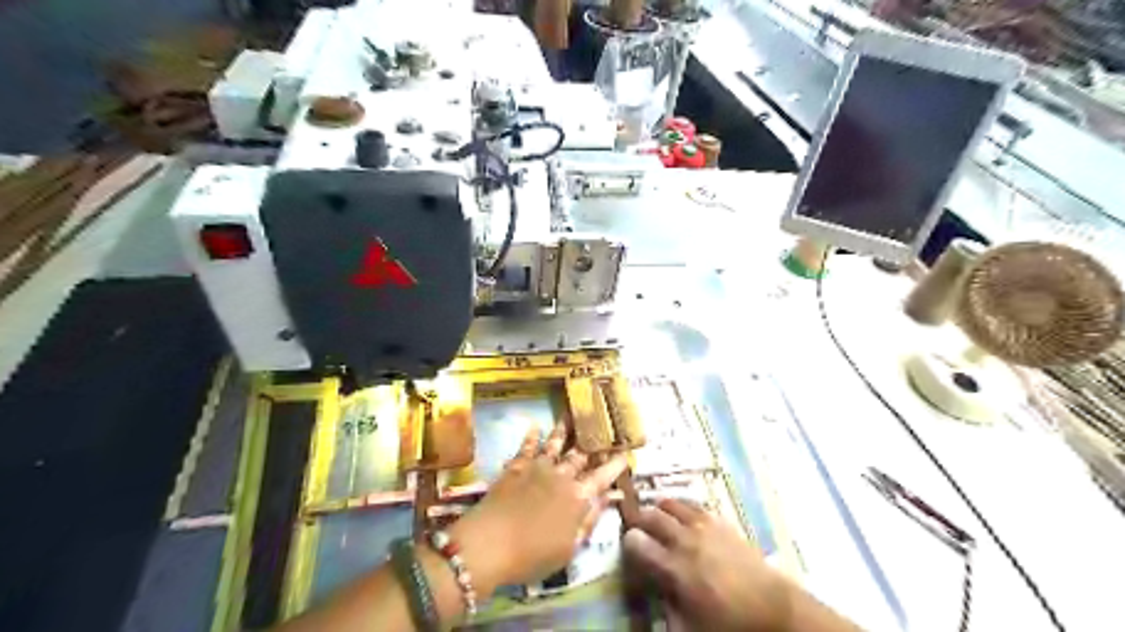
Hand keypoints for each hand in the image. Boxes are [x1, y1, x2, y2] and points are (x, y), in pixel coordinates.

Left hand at [451, 424, 629, 593]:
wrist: (489, 544)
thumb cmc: (533, 555)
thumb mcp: (570, 548)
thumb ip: (590, 520)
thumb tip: (609, 498)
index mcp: (578, 497)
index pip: (602, 477)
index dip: (615, 465)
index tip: (626, 451)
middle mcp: (561, 476)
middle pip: (580, 456)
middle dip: (592, 442)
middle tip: (601, 427)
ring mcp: (537, 468)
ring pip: (555, 444)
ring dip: (564, 430)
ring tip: (570, 414)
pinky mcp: (515, 468)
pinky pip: (526, 447)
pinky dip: (532, 436)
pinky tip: (535, 426)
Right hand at [624, 499, 789, 630]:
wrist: (774, 609)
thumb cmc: (729, 623)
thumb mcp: (689, 627)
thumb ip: (666, 607)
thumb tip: (654, 594)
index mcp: (674, 568)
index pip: (637, 543)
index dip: (628, 542)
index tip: (628, 545)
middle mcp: (685, 540)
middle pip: (652, 517)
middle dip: (639, 519)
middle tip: (637, 526)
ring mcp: (704, 527)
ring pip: (672, 504)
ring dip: (660, 508)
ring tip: (659, 515)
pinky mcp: (721, 522)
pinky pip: (695, 506)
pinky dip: (684, 507)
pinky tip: (685, 516)